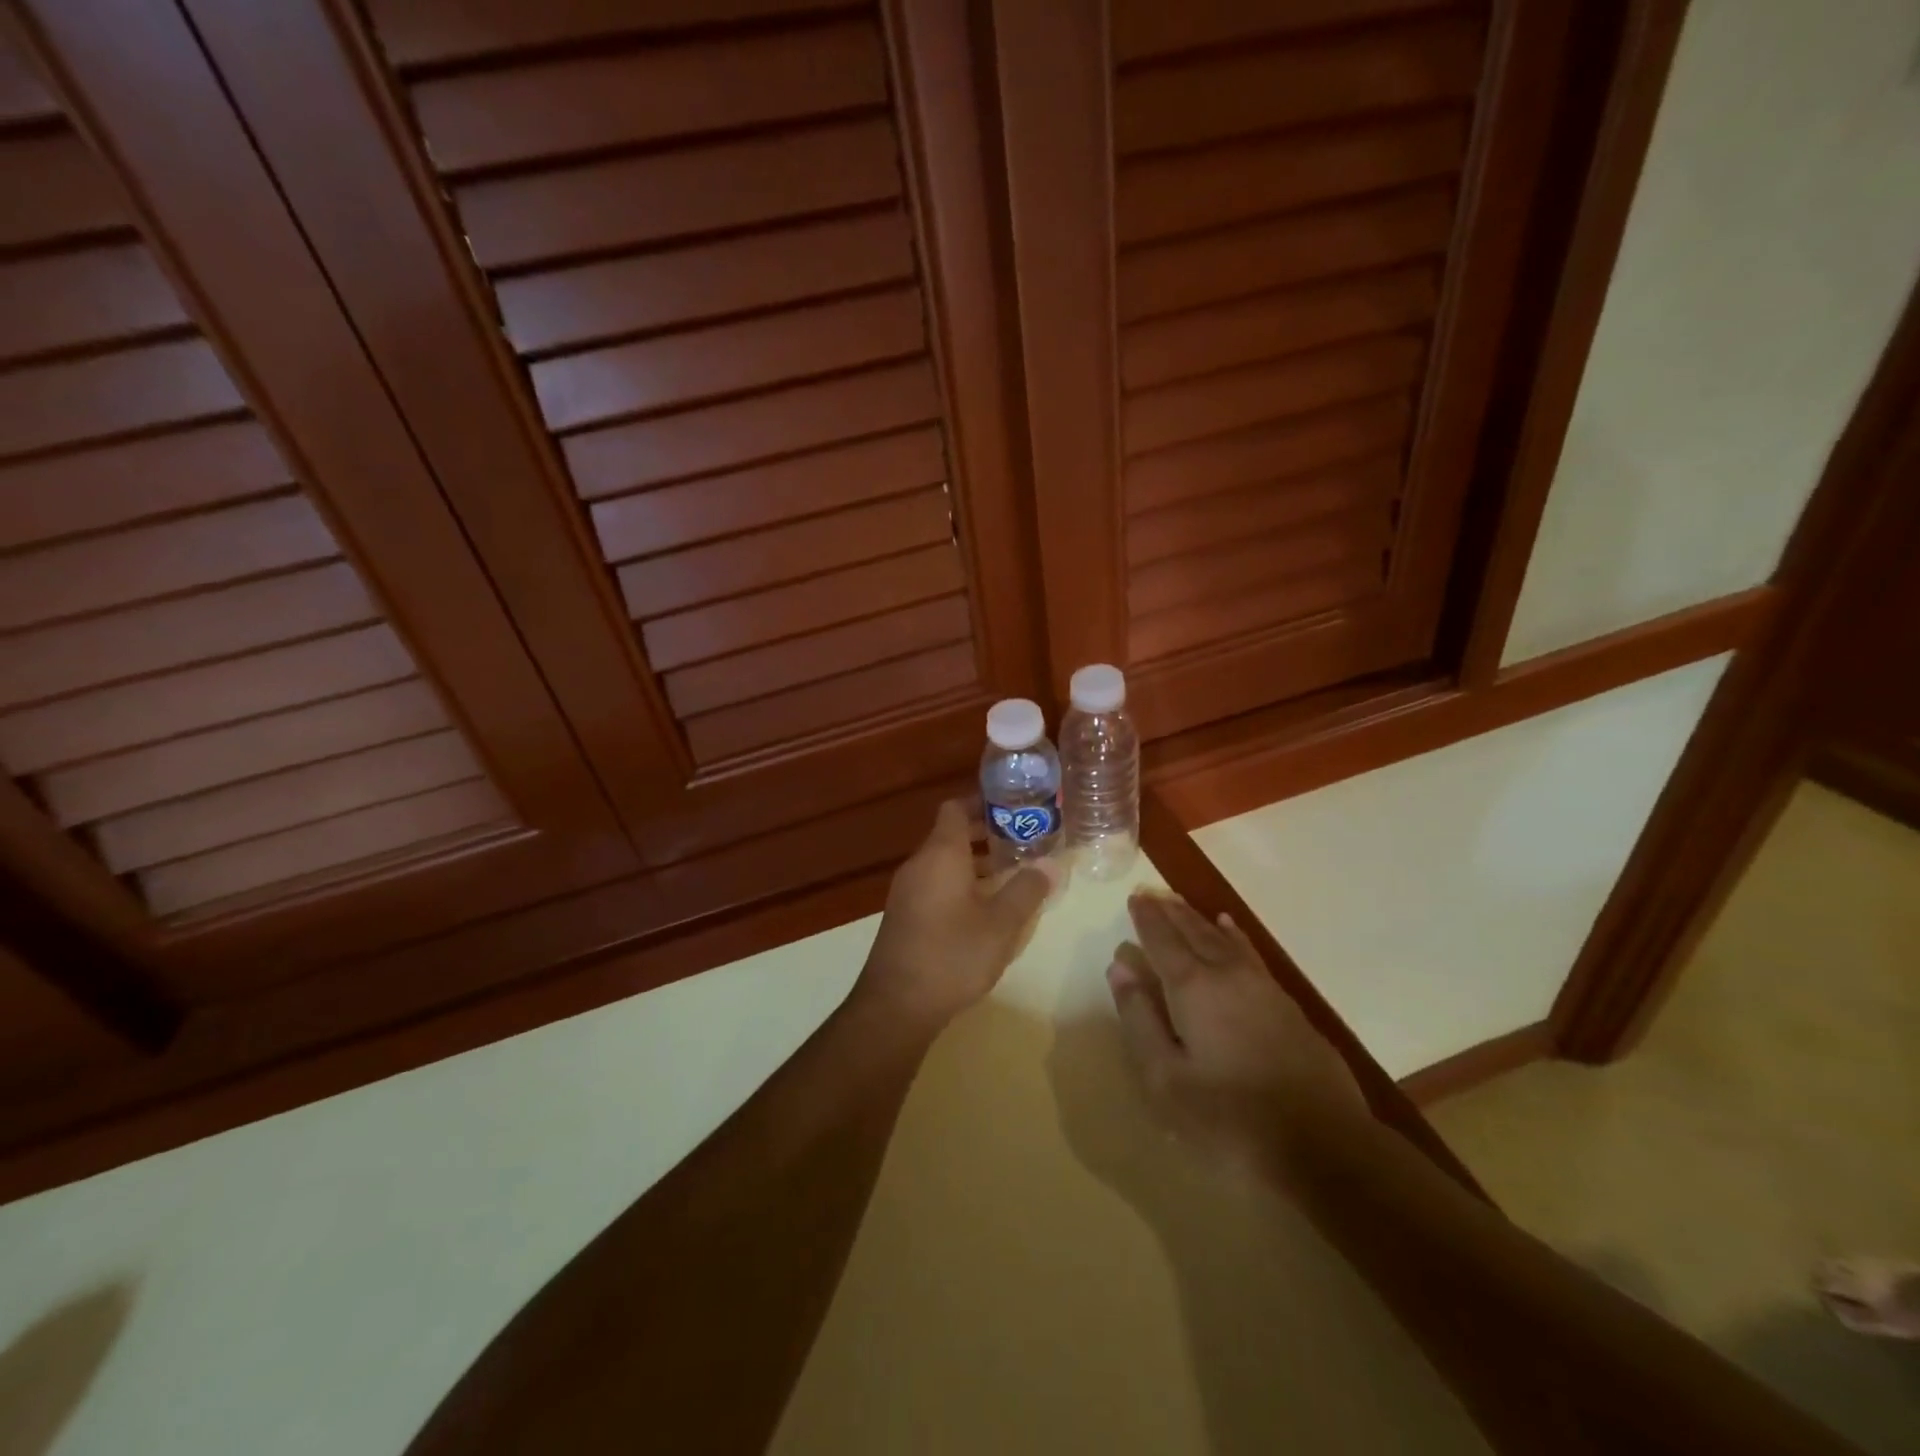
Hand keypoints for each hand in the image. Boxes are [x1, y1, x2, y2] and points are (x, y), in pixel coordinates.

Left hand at [856, 800, 1056, 1030]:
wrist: (896, 1005)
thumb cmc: (952, 955)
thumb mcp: (1001, 924)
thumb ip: (1027, 890)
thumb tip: (1050, 864)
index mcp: (940, 854)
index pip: (955, 808)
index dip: (983, 802)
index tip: (1013, 808)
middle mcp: (919, 864)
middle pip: (951, 834)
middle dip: (986, 834)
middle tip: (1024, 840)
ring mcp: (907, 891)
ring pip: (944, 862)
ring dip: (975, 863)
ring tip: (1012, 874)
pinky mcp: (905, 916)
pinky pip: (935, 884)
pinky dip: (960, 884)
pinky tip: (985, 908)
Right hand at [1106, 891, 1367, 1178]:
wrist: (1325, 1147)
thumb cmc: (1229, 1118)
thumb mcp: (1165, 1078)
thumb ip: (1139, 1018)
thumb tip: (1120, 967)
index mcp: (1193, 987)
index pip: (1162, 940)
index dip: (1146, 919)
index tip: (1134, 898)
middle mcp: (1227, 974)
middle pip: (1193, 931)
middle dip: (1170, 912)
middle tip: (1152, 894)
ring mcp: (1263, 987)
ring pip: (1223, 938)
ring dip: (1198, 918)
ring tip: (1181, 903)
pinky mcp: (1288, 1006)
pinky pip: (1250, 952)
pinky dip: (1234, 934)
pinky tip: (1231, 929)